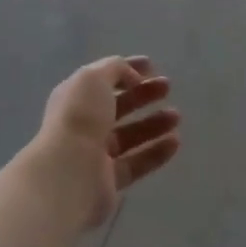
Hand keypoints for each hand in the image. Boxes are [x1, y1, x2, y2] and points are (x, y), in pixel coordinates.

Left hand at [30, 56, 181, 229]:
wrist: (68, 174)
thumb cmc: (79, 118)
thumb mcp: (93, 78)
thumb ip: (115, 69)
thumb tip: (133, 78)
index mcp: (75, 97)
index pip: (104, 78)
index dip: (127, 69)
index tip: (153, 65)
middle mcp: (83, 124)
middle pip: (118, 106)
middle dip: (143, 94)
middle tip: (167, 87)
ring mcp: (96, 154)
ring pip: (130, 135)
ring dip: (154, 123)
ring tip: (176, 116)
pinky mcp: (109, 181)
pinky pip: (137, 162)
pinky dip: (156, 152)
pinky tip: (175, 142)